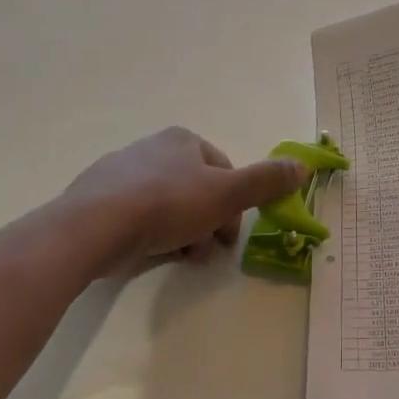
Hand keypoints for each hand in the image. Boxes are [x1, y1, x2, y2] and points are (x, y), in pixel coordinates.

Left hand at [63, 128, 306, 277]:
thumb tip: (304, 166)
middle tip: (207, 253)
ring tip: (180, 258)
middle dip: (208, 223)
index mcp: (183, 140)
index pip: (223, 170)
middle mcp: (153, 148)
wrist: (94, 226)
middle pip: (196, 190)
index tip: (230, 237)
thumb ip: (265, 181)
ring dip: (183, 233)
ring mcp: (121, 172)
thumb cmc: (167, 204)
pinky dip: (150, 235)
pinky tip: (149, 255)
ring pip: (168, 206)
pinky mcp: (98, 199)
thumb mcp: (226, 194)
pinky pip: (137, 217)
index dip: (234, 205)